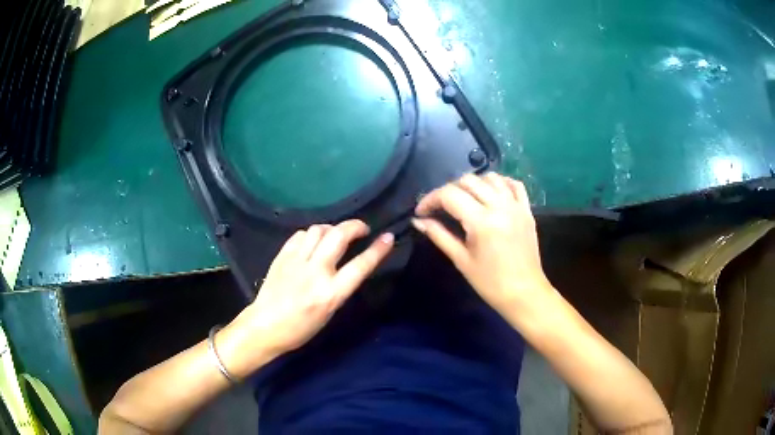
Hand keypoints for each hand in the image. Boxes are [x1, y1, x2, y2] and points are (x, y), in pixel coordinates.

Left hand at [218, 220, 393, 377]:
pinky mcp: (282, 256)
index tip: (388, 237)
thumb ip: (340, 287)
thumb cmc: (301, 328)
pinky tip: (312, 241)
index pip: (360, 265)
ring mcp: (296, 262)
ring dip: (332, 228)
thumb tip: (348, 265)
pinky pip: (300, 235)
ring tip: (335, 235)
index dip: (378, 250)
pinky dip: (311, 234)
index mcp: (331, 294)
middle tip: (361, 229)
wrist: (265, 327)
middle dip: (355, 226)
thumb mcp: (330, 312)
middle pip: (338, 236)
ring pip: (319, 230)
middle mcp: (315, 273)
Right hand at [412, 173, 552, 319]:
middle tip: (440, 208)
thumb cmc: (490, 283)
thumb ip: (439, 235)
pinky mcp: (527, 210)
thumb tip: (418, 221)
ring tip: (465, 200)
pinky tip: (491, 193)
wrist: (524, 294)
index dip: (430, 199)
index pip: (449, 195)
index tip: (421, 212)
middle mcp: (499, 206)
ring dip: (473, 184)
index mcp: (481, 221)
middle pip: (468, 181)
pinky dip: (500, 183)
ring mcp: (516, 206)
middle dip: (448, 191)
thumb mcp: (461, 260)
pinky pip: (514, 184)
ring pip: (490, 178)